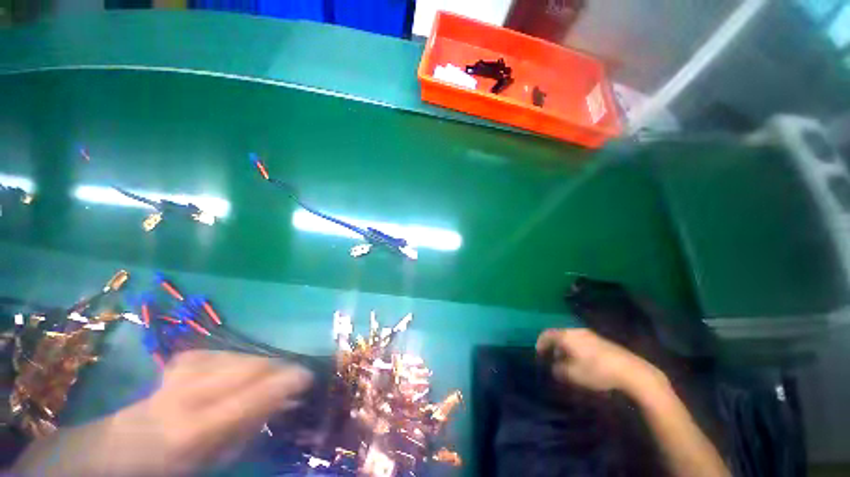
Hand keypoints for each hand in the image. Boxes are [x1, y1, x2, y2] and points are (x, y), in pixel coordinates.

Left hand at [14, 351, 311, 476]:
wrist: (118, 452)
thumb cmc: (171, 469)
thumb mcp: (216, 462)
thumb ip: (250, 428)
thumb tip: (284, 401)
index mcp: (197, 428)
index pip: (257, 393)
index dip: (289, 380)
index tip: (309, 377)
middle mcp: (189, 393)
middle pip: (252, 366)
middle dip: (280, 368)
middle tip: (295, 376)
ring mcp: (180, 373)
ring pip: (238, 355)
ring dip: (261, 364)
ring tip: (270, 375)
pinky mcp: (178, 363)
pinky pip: (220, 353)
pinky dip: (236, 359)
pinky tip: (236, 369)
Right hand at [536, 328, 663, 392]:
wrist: (630, 371)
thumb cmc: (596, 371)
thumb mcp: (573, 374)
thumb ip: (558, 370)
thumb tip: (554, 367)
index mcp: (566, 336)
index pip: (547, 334)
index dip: (540, 343)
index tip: (538, 353)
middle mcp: (575, 331)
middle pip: (559, 335)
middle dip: (553, 346)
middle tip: (552, 359)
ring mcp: (589, 334)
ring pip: (570, 338)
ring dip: (565, 348)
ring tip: (567, 361)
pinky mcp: (600, 340)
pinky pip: (581, 341)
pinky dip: (575, 348)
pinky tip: (582, 361)